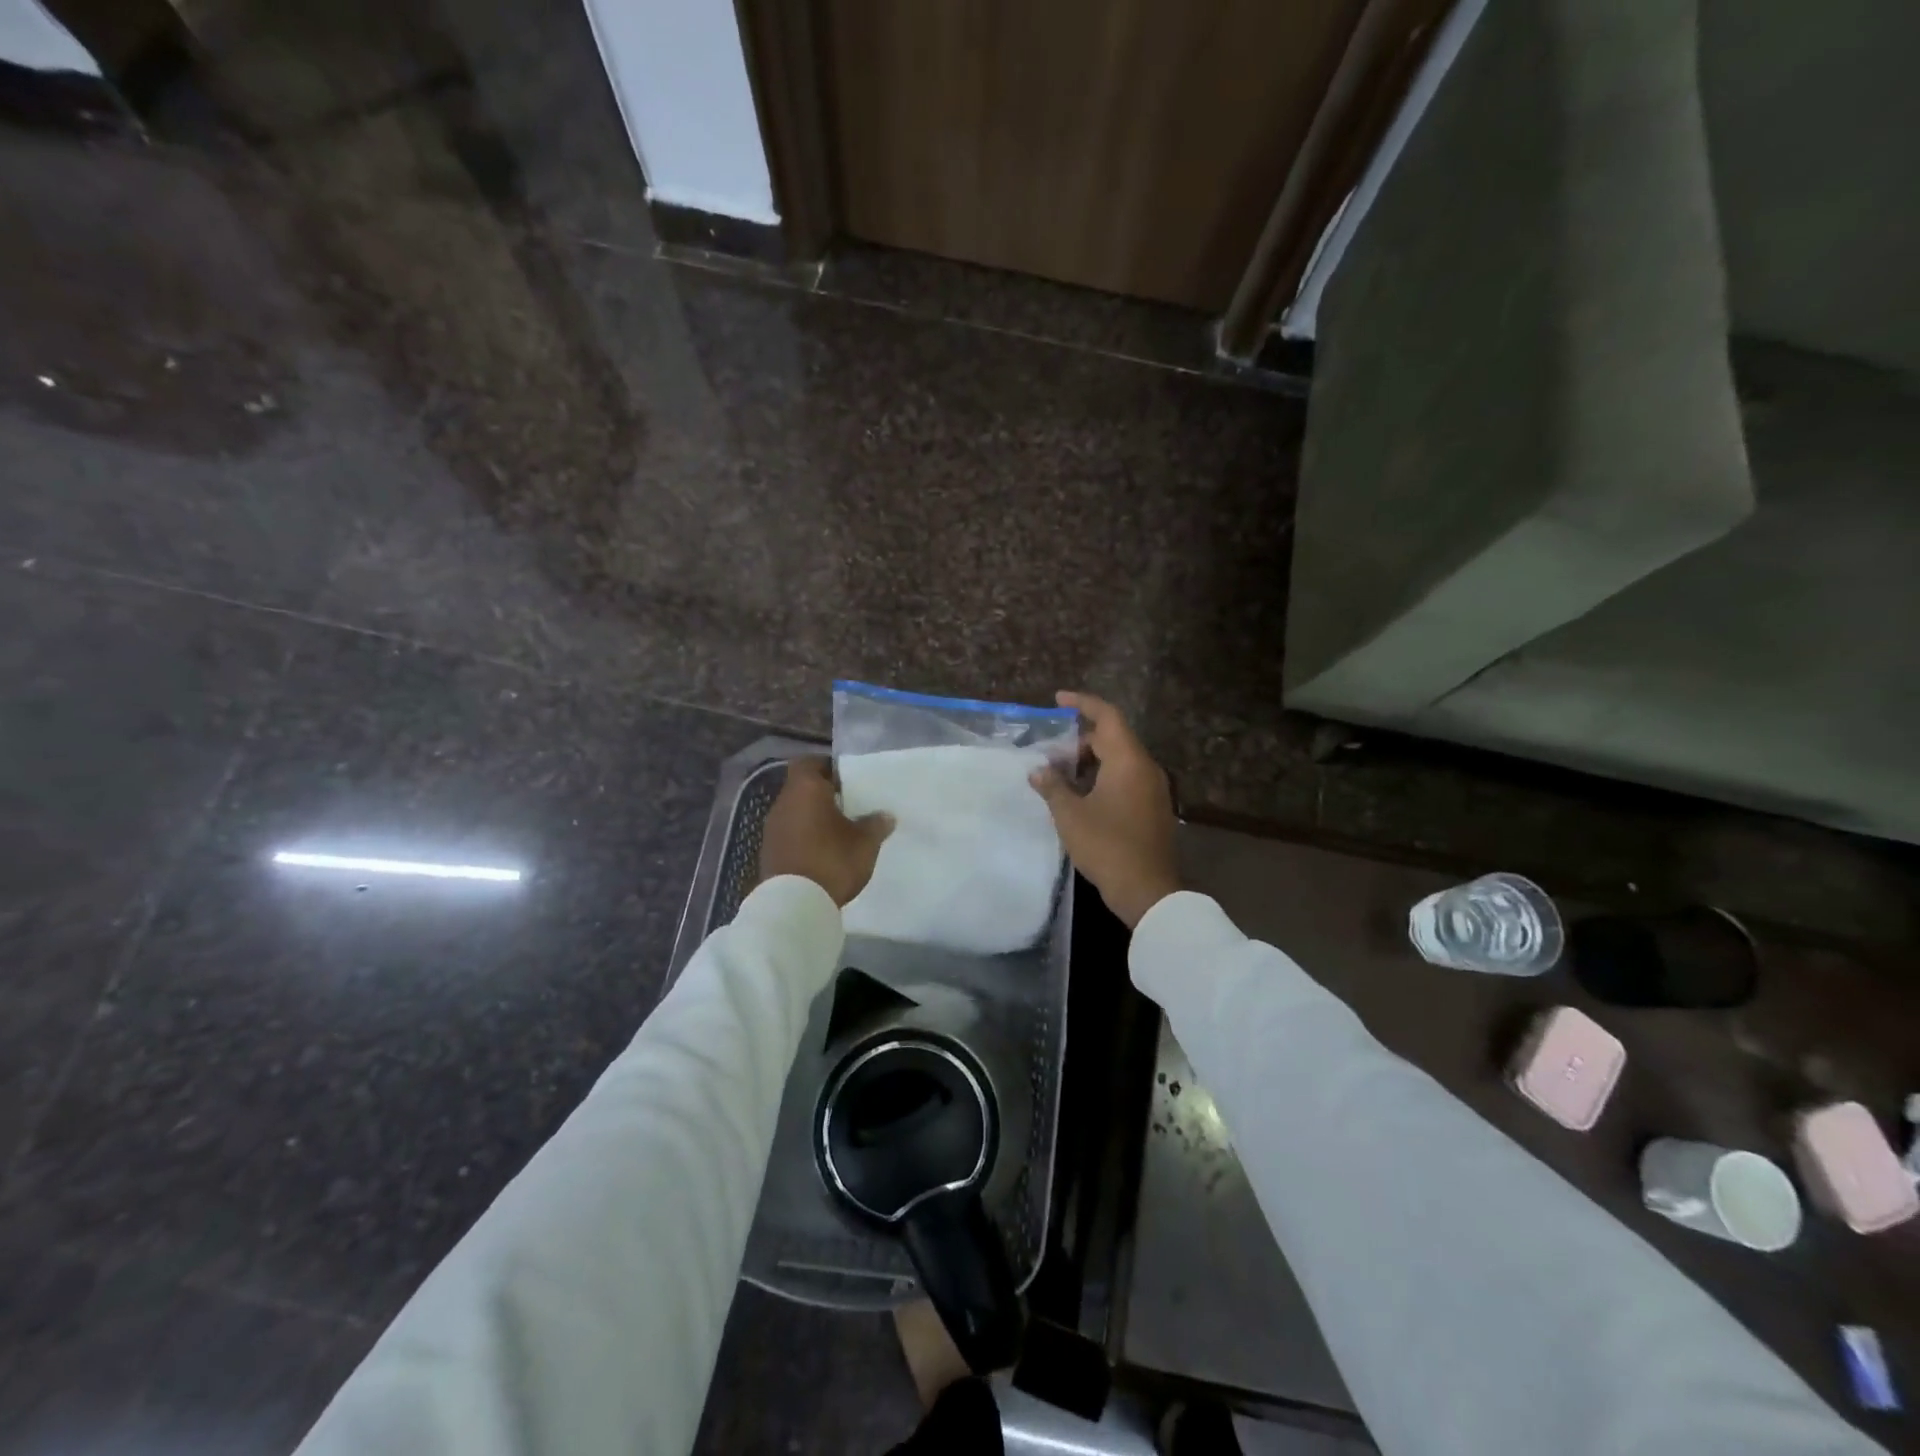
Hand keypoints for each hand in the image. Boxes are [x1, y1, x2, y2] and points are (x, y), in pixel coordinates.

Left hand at [759, 757, 893, 906]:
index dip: (826, 766)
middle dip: (823, 794)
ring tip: (839, 831)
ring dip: (813, 817)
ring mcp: (772, 829)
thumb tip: (885, 815)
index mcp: (805, 789)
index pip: (809, 762)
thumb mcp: (865, 843)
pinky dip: (804, 837)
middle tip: (849, 805)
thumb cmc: (831, 860)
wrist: (794, 904)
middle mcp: (783, 803)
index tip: (846, 778)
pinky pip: (789, 834)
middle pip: (802, 787)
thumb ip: (875, 824)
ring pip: (795, 812)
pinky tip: (822, 852)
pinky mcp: (769, 852)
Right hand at [1028, 691, 1178, 928]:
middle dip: (1081, 740)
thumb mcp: (1070, 815)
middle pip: (1113, 738)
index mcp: (1129, 760)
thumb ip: (1052, 786)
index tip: (1058, 700)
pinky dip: (1103, 778)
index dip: (1083, 703)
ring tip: (1060, 775)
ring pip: (1120, 761)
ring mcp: (1153, 790)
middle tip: (1051, 752)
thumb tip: (1038, 770)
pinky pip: (1126, 780)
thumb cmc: (1107, 845)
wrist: (1147, 890)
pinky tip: (1081, 797)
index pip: (1107, 716)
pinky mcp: (1153, 809)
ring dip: (1091, 762)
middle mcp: (1146, 768)